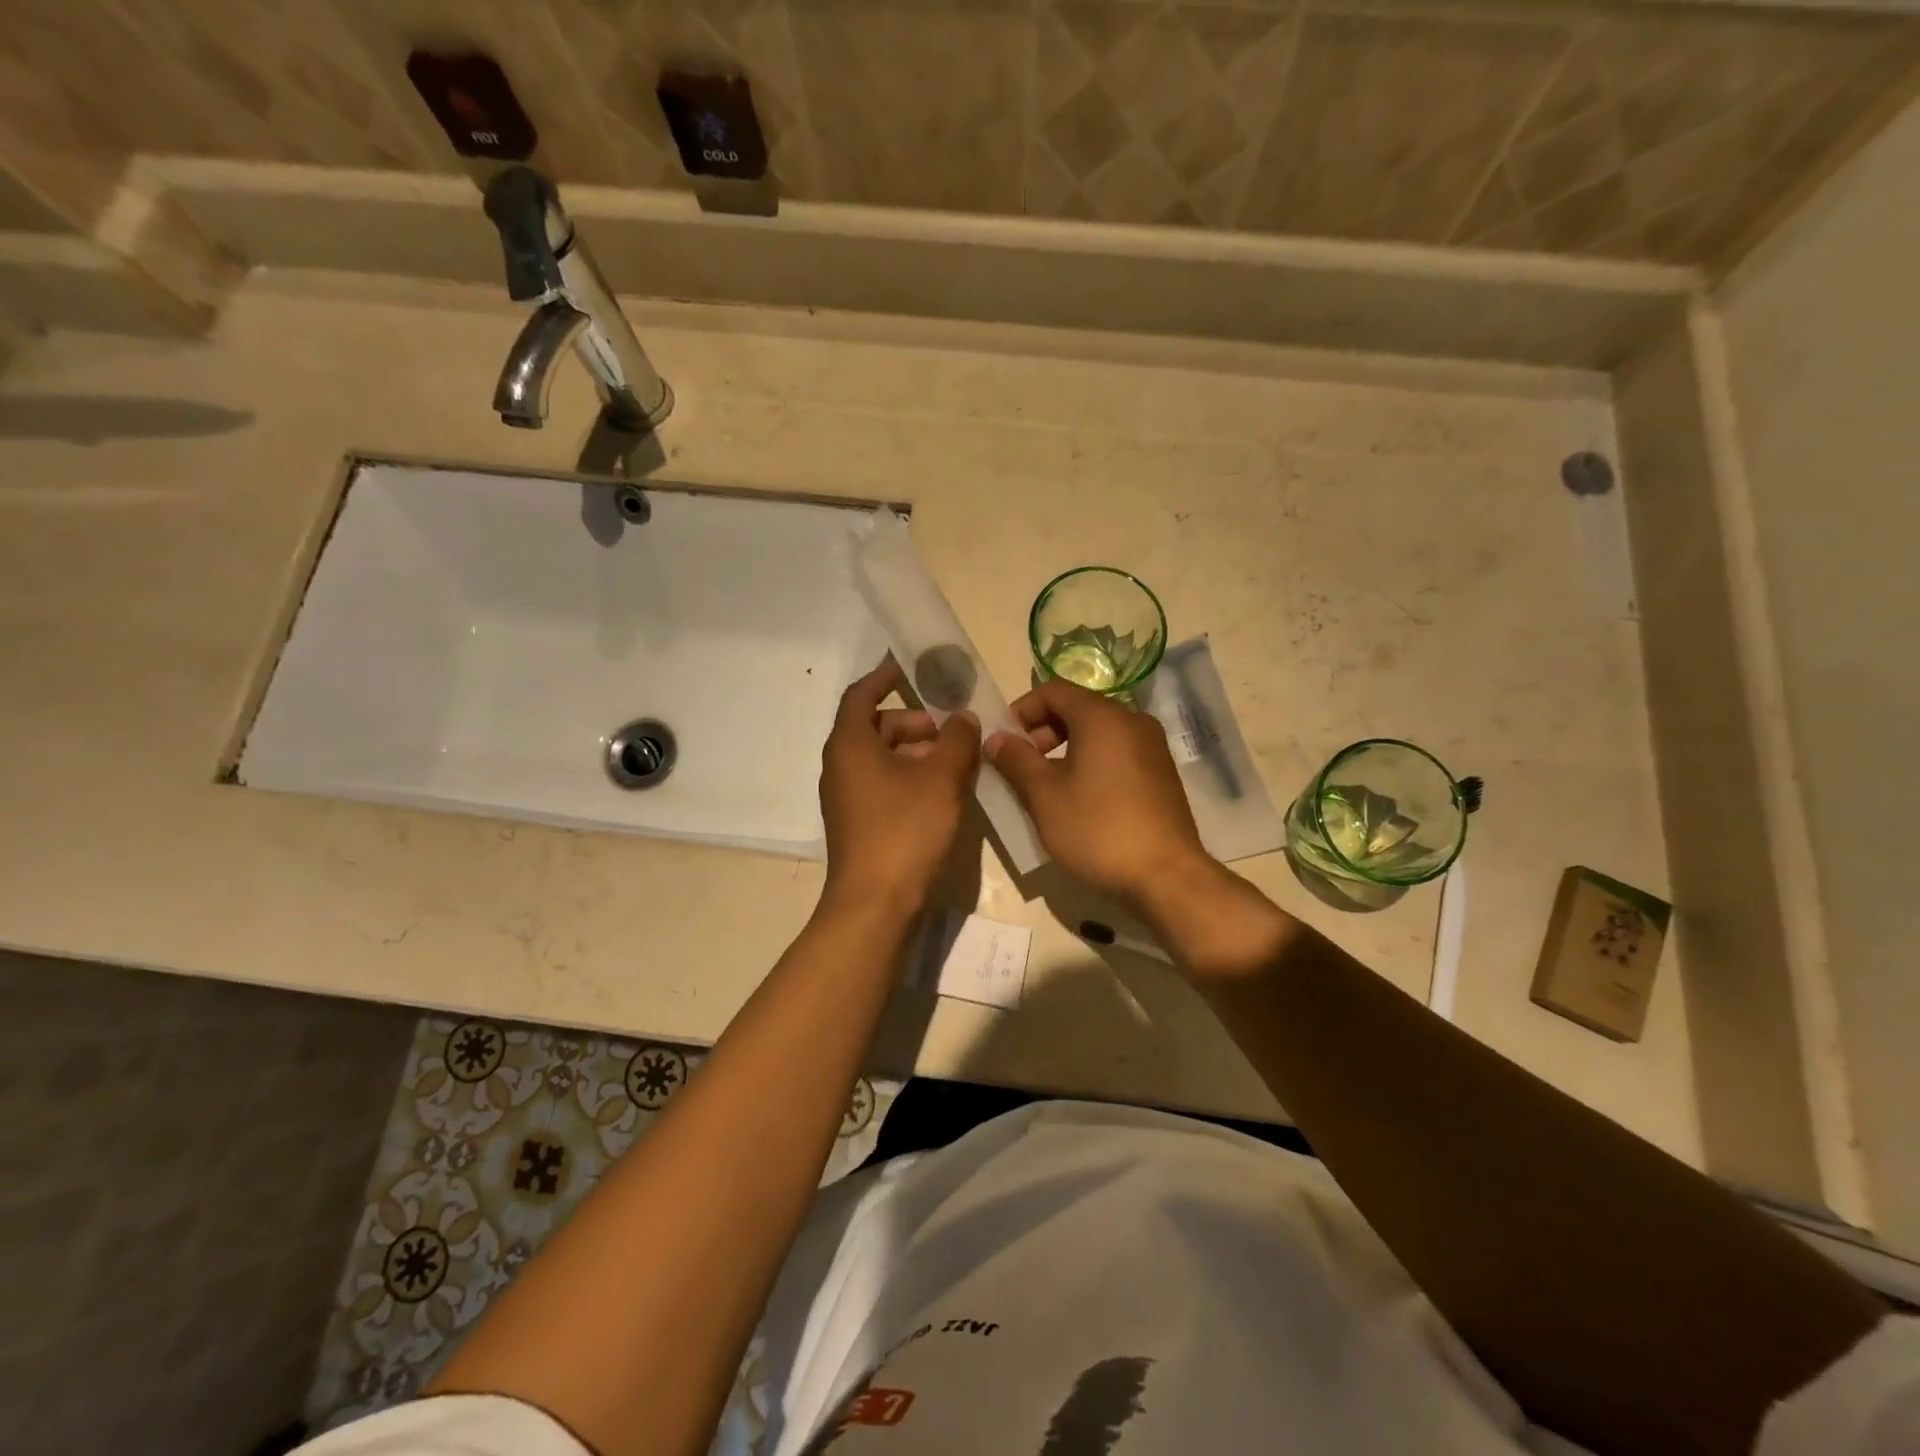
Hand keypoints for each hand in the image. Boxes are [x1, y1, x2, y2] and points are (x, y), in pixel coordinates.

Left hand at [819, 657, 981, 918]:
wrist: (875, 903)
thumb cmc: (905, 830)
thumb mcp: (941, 779)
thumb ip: (957, 740)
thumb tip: (964, 718)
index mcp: (850, 744)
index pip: (861, 694)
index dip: (884, 676)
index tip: (910, 666)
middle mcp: (841, 766)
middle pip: (876, 727)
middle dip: (914, 722)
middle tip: (951, 729)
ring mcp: (847, 797)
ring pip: (882, 759)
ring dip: (916, 752)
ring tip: (955, 762)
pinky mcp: (858, 823)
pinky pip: (883, 784)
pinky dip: (910, 777)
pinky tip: (942, 792)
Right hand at [985, 679, 1210, 906]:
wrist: (1166, 876)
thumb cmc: (1098, 830)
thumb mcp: (1045, 796)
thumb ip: (1016, 760)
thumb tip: (996, 737)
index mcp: (1103, 717)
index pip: (1053, 691)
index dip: (1022, 710)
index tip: (1004, 741)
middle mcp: (1132, 721)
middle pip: (1078, 708)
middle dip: (1043, 731)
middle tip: (1022, 766)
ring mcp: (1152, 746)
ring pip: (1098, 732)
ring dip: (1066, 749)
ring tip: (1047, 786)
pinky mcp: (1161, 772)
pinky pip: (1117, 752)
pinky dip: (1092, 761)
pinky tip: (1080, 798)